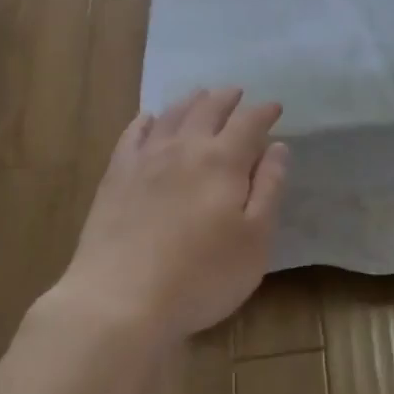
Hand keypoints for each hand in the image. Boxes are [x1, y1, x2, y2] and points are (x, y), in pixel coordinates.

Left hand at [53, 87, 288, 350]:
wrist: (119, 300)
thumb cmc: (200, 276)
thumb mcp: (255, 240)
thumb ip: (269, 188)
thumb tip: (278, 147)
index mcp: (223, 161)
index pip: (249, 123)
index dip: (264, 112)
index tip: (275, 107)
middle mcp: (185, 147)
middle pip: (208, 109)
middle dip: (227, 98)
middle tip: (237, 93)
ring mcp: (146, 159)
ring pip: (172, 115)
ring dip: (190, 101)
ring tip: (200, 95)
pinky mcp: (116, 176)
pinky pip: (133, 135)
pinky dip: (145, 121)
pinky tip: (148, 119)